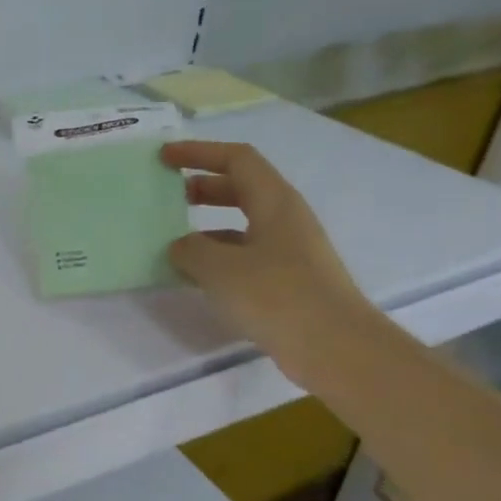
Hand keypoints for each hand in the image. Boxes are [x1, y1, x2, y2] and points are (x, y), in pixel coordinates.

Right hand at [161, 140, 377, 384]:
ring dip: (207, 227)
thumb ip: (191, 250)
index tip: (164, 157)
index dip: (199, 152)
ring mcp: (290, 251)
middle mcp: (285, 219)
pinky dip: (218, 259)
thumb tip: (181, 246)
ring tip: (173, 243)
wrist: (336, 348)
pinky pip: (245, 257)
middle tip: (167, 197)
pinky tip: (196, 278)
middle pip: (240, 188)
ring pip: (241, 225)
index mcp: (275, 202)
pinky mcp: (288, 281)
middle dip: (202, 187)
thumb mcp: (221, 269)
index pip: (237, 159)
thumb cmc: (278, 296)